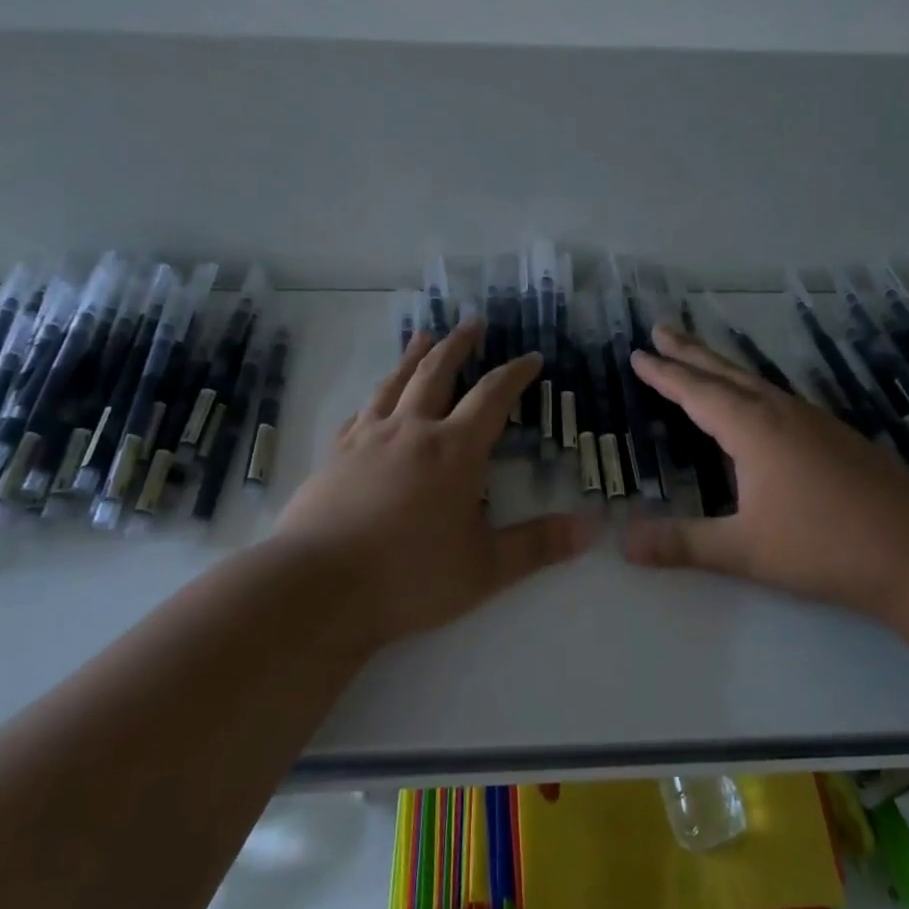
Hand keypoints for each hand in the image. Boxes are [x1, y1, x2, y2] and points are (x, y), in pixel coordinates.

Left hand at [272, 320, 595, 647]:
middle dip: (459, 345)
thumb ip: (538, 545)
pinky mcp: (334, 455)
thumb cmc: (409, 577)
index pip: (492, 397)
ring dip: (413, 357)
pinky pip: (359, 413)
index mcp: (453, 450)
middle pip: (437, 372)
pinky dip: (374, 398)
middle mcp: (411, 431)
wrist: (318, 587)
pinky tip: (372, 401)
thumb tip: (591, 528)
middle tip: (473, 322)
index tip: (531, 357)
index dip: (515, 374)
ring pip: (394, 383)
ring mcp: (367, 439)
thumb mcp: (485, 568)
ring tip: (423, 335)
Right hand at [623, 324, 908, 616]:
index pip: (697, 392)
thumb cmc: (825, 546)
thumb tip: (623, 544)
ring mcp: (813, 421)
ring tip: (699, 359)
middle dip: (689, 352)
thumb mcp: (745, 550)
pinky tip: (758, 405)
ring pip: (755, 382)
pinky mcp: (836, 435)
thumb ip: (683, 544)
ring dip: (721, 367)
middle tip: (661, 329)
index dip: (664, 374)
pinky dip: (751, 388)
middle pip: (725, 373)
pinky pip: (778, 398)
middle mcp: (781, 413)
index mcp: (754, 429)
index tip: (638, 354)